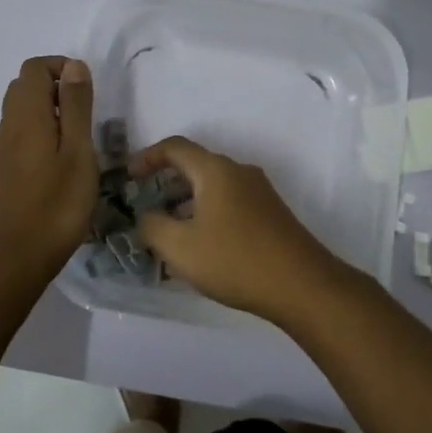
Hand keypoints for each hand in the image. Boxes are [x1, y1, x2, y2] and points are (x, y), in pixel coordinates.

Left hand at [0, 56, 98, 284]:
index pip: (34, 68)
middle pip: (25, 84)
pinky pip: (20, 130)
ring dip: (48, 108)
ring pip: (21, 108)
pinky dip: (40, 127)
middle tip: (84, 112)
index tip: (87, 91)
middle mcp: (9, 124)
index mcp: (26, 115)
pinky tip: (61, 157)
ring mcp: (4, 146)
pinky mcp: (5, 166)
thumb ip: (76, 105)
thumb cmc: (58, 202)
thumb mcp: (78, 150)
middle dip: (55, 85)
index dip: (61, 68)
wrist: (20, 254)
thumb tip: (74, 66)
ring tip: (77, 135)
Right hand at [129, 137, 343, 321]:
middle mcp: (238, 172)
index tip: (129, 177)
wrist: (302, 285)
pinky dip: (207, 213)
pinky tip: (200, 247)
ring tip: (168, 232)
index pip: (175, 147)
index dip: (147, 157)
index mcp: (215, 170)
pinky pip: (229, 202)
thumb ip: (152, 226)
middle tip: (144, 206)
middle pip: (195, 166)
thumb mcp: (180, 247)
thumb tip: (145, 216)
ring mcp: (259, 192)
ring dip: (186, 202)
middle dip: (165, 183)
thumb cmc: (235, 260)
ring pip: (213, 187)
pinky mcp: (270, 213)